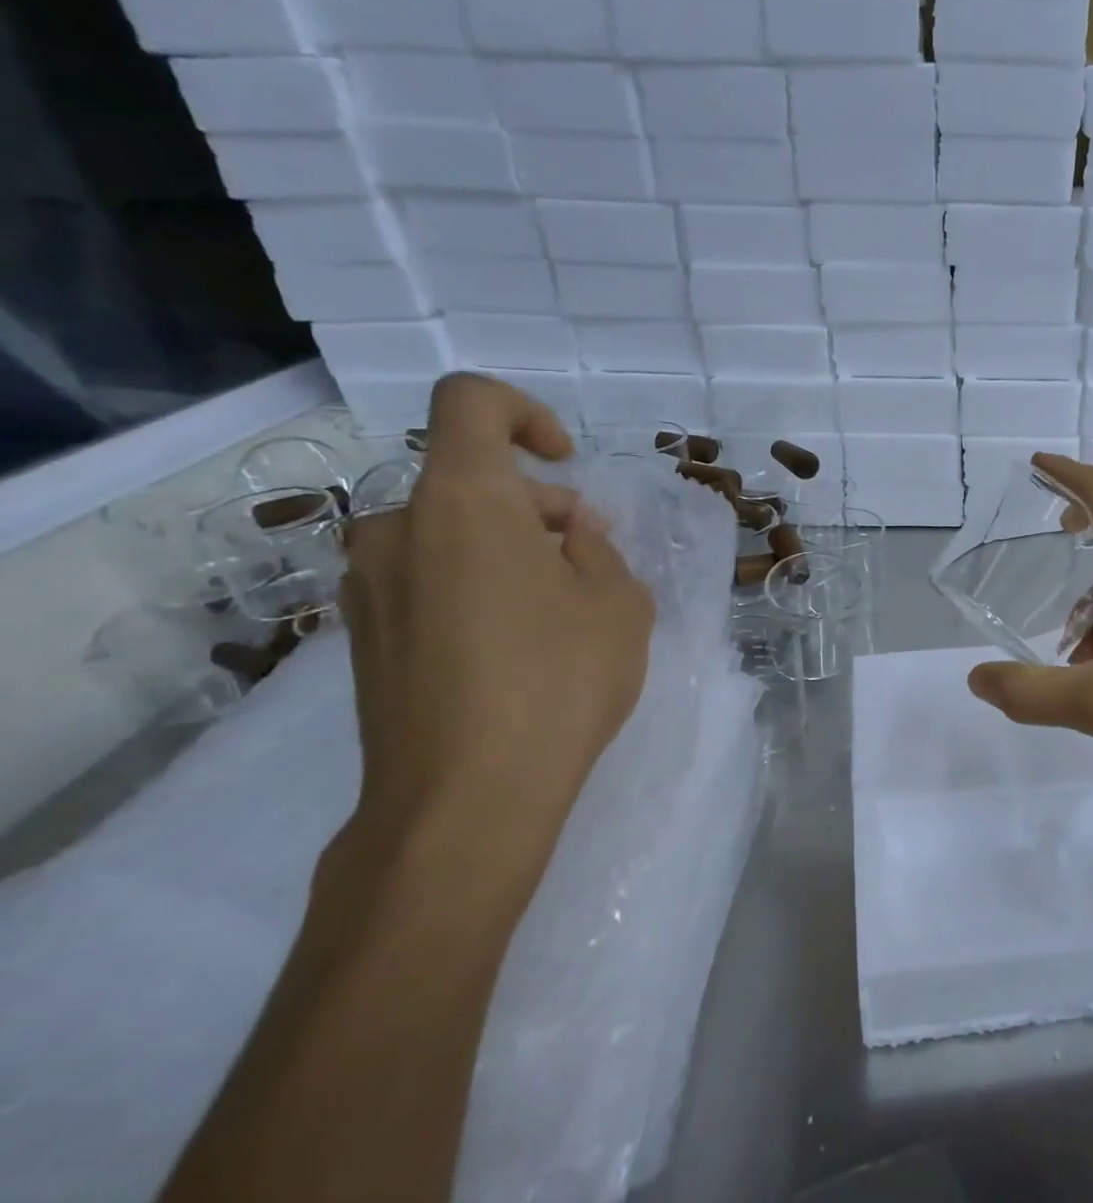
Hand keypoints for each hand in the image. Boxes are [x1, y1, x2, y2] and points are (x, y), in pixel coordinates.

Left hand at [335, 375, 654, 907]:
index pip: (471, 403)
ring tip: (557, 611)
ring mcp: (369, 586)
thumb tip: (566, 534)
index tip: (564, 464)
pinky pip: (425, 579)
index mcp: (462, 501)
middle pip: (468, 479)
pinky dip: (473, 586)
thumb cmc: (558, 681)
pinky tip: (513, 647)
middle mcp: (396, 528)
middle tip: (588, 561)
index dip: (525, 414)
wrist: (465, 799)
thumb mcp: (618, 602)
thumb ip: (597, 548)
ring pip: (447, 532)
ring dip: (505, 548)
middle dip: (535, 506)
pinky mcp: (363, 638)